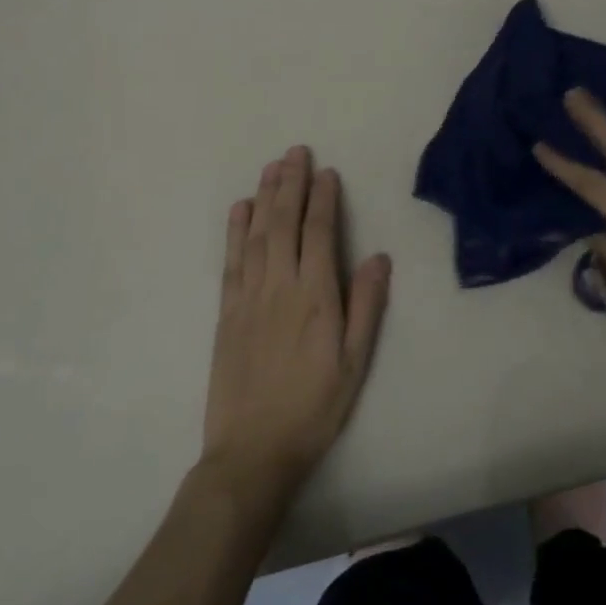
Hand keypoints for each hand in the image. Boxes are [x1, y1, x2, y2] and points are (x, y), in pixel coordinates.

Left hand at [200, 147, 390, 497]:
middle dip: (291, 184)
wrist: (253, 453)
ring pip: (257, 235)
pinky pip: (231, 262)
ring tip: (271, 167)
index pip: (319, 233)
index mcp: (316, 296)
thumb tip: (379, 256)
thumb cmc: (315, 407)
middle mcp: (280, 287)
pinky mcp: (226, 313)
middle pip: (285, 224)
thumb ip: (367, 305)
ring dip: (264, 197)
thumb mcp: (356, 362)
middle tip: (296, 151)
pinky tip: (240, 209)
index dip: (323, 199)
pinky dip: (235, 232)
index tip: (327, 172)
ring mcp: (249, 298)